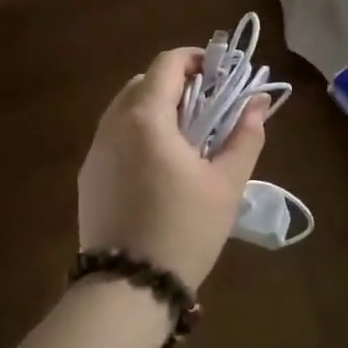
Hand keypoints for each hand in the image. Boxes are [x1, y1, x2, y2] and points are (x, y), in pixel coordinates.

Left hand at [78, 47, 268, 289]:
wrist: (128, 288)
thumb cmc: (185, 229)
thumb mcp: (227, 183)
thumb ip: (245, 135)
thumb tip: (259, 102)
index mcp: (146, 118)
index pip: (167, 64)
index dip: (196, 59)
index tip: (221, 75)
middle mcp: (113, 125)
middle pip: (143, 83)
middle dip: (177, 84)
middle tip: (208, 108)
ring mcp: (95, 151)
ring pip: (125, 109)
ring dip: (155, 108)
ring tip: (186, 138)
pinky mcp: (88, 176)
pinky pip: (114, 137)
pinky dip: (138, 133)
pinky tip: (159, 167)